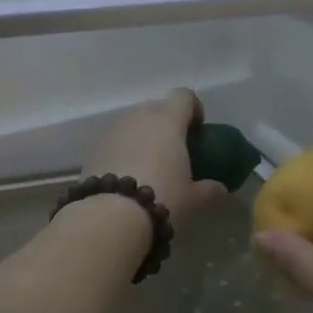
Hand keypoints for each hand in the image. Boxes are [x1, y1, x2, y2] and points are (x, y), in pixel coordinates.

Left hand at [82, 89, 229, 224]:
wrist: (110, 216)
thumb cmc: (162, 199)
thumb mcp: (192, 198)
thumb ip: (209, 189)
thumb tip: (220, 188)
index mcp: (168, 121)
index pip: (184, 96)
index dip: (193, 109)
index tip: (196, 130)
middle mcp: (139, 117)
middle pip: (156, 109)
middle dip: (165, 125)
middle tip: (172, 151)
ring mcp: (113, 130)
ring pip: (132, 124)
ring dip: (141, 137)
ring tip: (147, 166)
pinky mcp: (92, 148)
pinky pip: (114, 141)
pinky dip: (122, 151)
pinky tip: (125, 176)